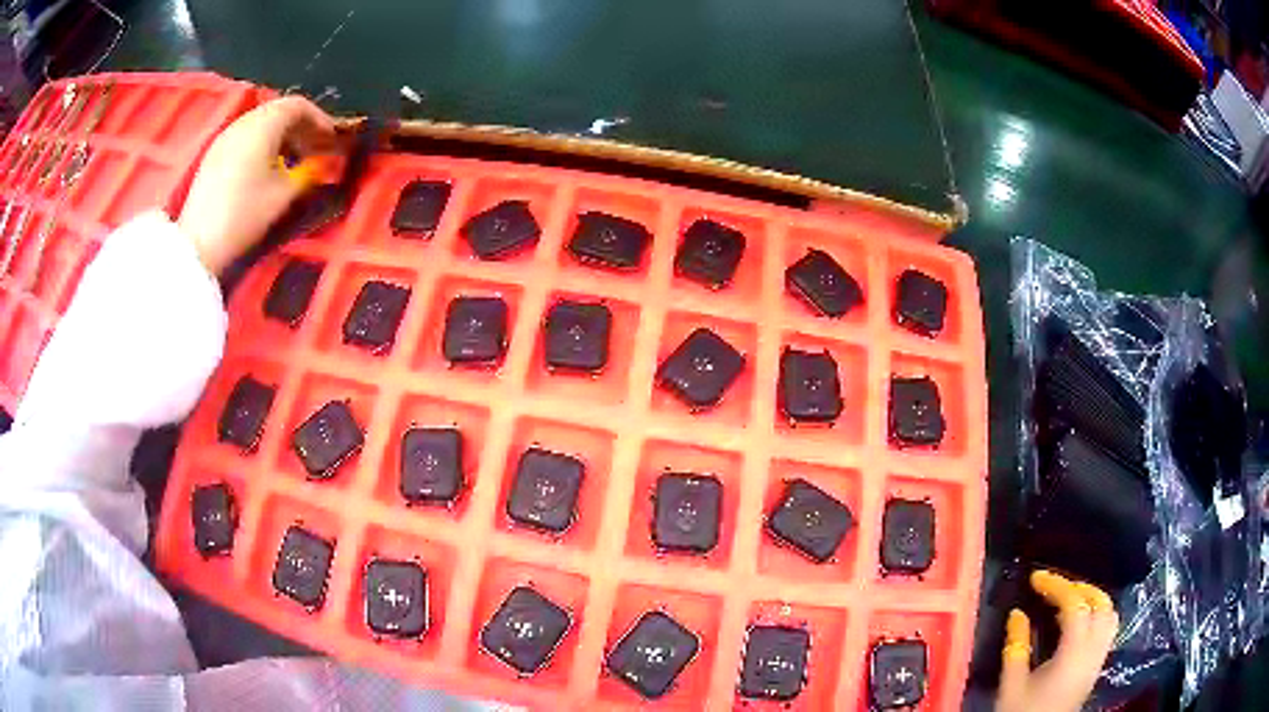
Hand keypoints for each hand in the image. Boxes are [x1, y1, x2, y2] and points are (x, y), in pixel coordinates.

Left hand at [178, 97, 335, 273]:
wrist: (199, 244)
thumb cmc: (245, 214)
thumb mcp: (285, 195)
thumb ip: (309, 172)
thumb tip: (322, 163)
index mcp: (263, 124)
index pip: (298, 105)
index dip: (320, 119)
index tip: (332, 139)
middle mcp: (244, 122)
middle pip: (279, 110)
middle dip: (301, 126)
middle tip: (316, 148)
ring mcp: (226, 137)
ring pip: (261, 123)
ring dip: (282, 135)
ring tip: (294, 159)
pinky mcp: (214, 155)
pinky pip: (246, 136)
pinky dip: (263, 143)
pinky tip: (268, 167)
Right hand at [996, 571, 1118, 711]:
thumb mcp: (1012, 685)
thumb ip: (1016, 647)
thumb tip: (1017, 614)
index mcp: (1073, 653)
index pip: (1075, 605)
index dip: (1057, 585)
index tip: (1035, 578)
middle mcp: (1093, 651)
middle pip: (1100, 603)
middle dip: (1078, 588)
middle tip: (1054, 587)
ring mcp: (1098, 659)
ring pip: (1109, 614)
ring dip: (1092, 599)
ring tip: (1069, 599)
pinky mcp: (1096, 668)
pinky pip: (1107, 629)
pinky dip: (1096, 615)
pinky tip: (1077, 624)